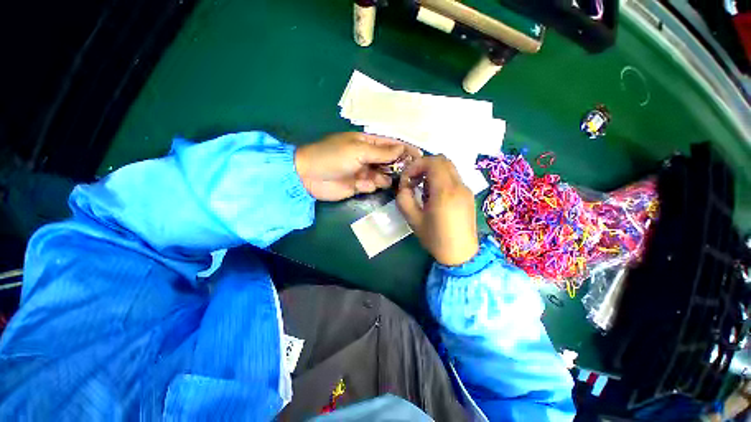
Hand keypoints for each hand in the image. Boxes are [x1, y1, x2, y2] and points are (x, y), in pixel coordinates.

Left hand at [295, 132, 421, 200]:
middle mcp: (368, 156)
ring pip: (384, 175)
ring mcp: (365, 171)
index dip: (405, 149)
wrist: (309, 176)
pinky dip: (371, 186)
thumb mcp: (358, 150)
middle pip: (390, 161)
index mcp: (368, 142)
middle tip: (407, 173)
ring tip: (377, 179)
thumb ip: (382, 152)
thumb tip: (403, 148)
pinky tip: (363, 185)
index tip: (420, 156)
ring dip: (385, 178)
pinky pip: (373, 186)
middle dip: (398, 166)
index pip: (392, 144)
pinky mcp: (360, 185)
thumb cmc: (333, 156)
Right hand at [396, 156, 478, 265]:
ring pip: (449, 167)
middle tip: (414, 180)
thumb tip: (404, 186)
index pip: (432, 162)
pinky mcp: (468, 195)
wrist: (461, 254)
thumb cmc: (435, 238)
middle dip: (424, 165)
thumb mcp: (413, 220)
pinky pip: (453, 177)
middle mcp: (459, 186)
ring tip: (423, 189)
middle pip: (442, 160)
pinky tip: (435, 196)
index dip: (416, 165)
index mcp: (445, 192)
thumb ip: (404, 199)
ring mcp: (466, 189)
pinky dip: (441, 178)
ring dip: (432, 172)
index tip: (407, 179)